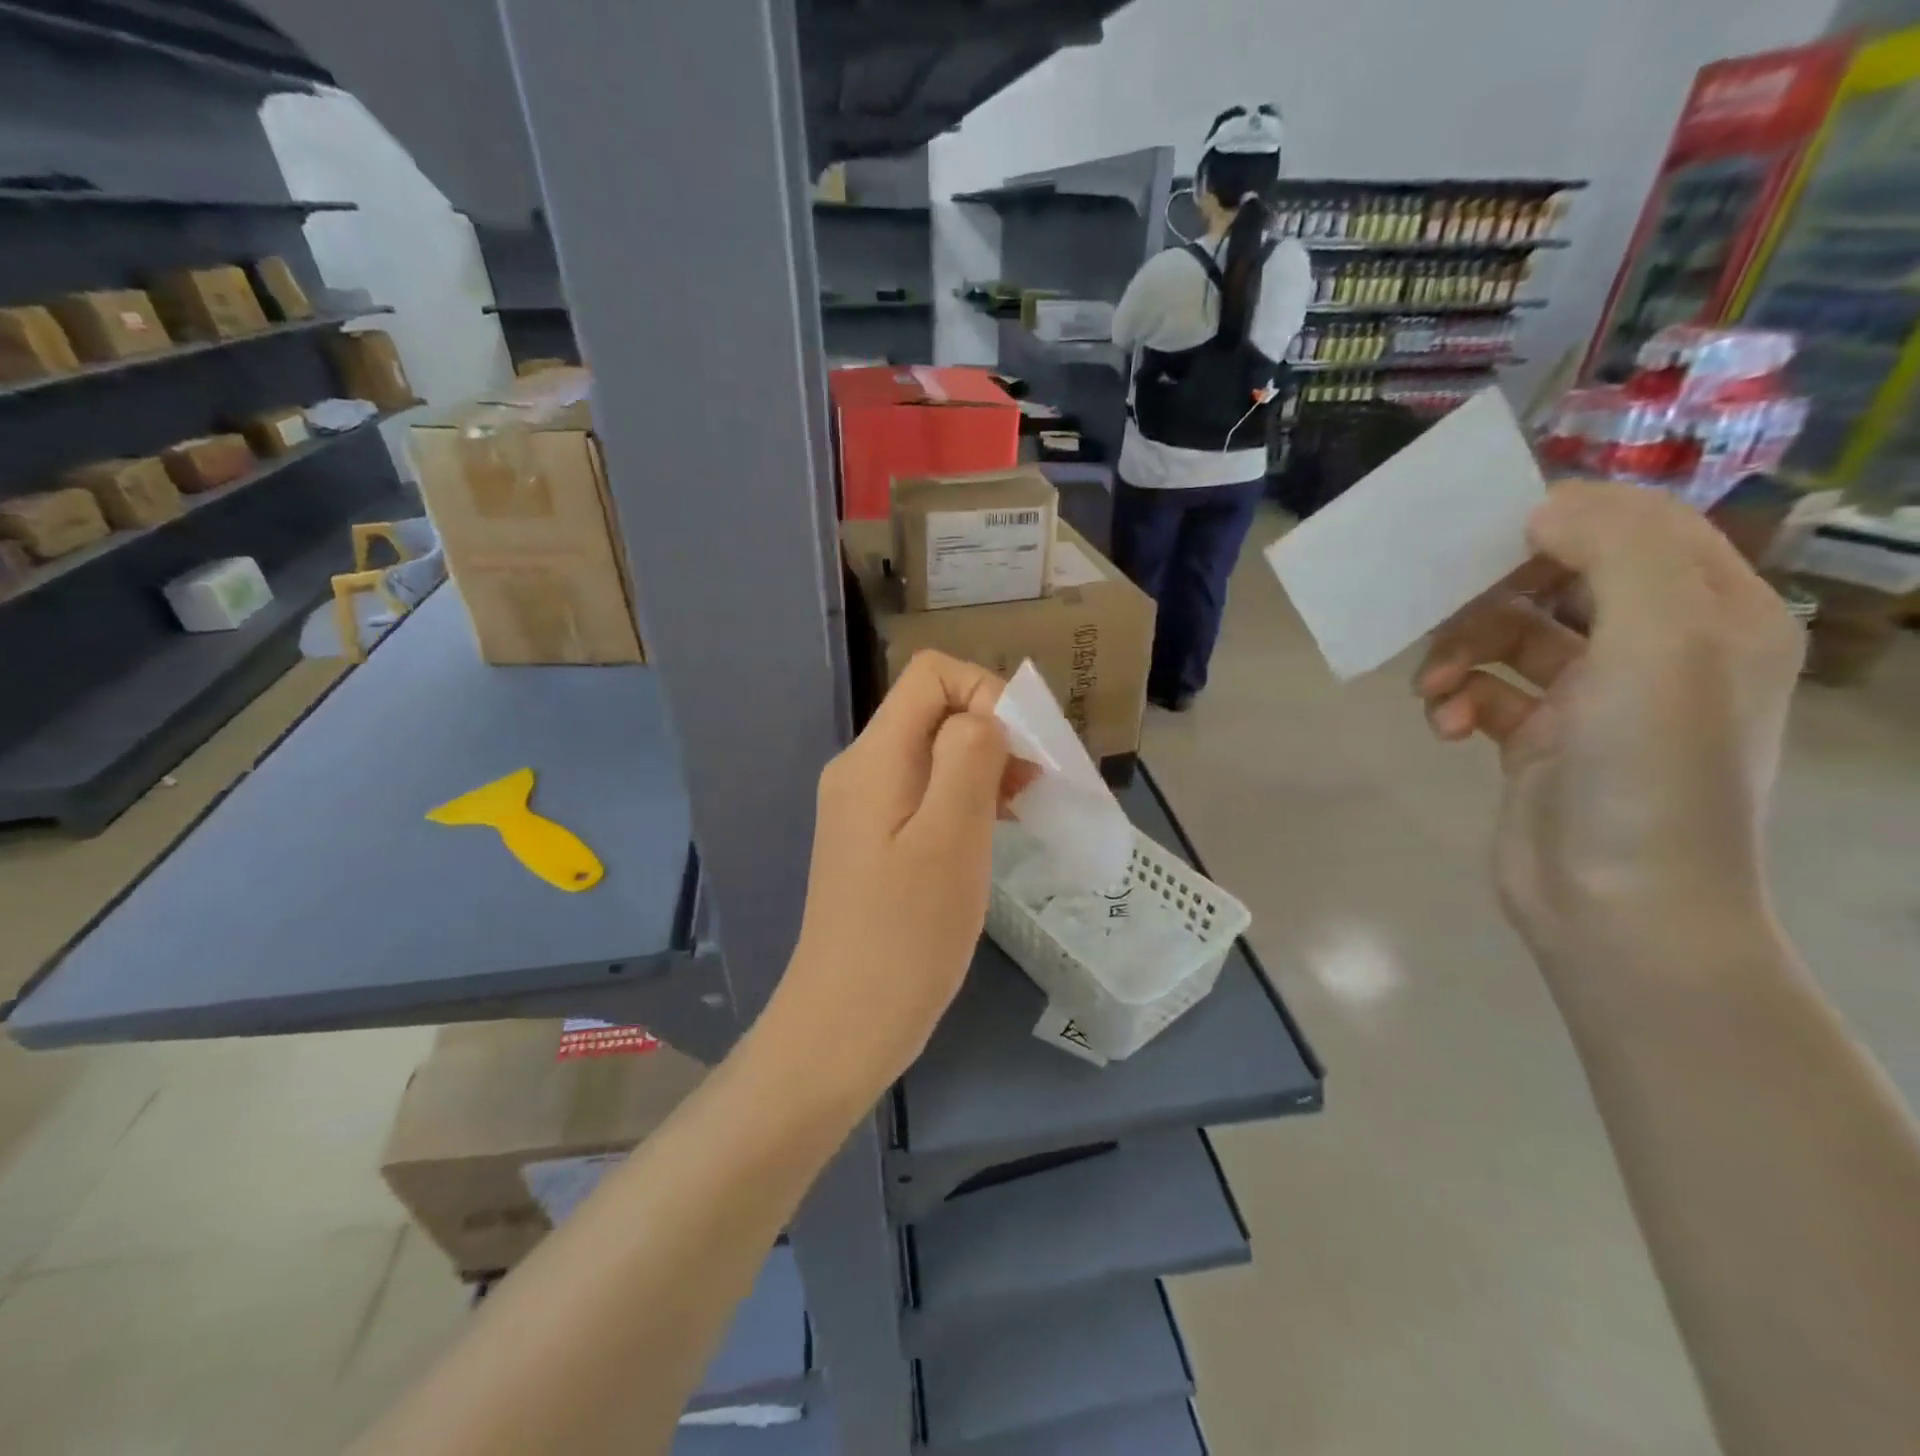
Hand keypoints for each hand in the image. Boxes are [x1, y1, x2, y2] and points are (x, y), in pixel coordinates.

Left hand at [777, 651, 1018, 1095]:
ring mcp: (864, 806)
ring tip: (1023, 811)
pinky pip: (926, 792)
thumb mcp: (951, 838)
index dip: (986, 693)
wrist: (845, 1024)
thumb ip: (968, 758)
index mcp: (874, 758)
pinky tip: (993, 832)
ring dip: (985, 768)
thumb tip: (984, 716)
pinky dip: (967, 797)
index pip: (931, 674)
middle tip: (1035, 786)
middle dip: (993, 733)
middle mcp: (862, 769)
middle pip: (934, 711)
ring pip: (934, 753)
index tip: (1024, 749)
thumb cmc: (905, 934)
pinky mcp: (875, 840)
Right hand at [1415, 483, 1803, 964]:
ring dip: (1459, 652)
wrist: (1618, 905)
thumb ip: (1616, 551)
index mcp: (1711, 614)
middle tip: (1441, 611)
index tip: (1488, 540)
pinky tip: (1443, 726)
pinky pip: (1486, 691)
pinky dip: (1457, 700)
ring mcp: (1593, 697)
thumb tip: (1546, 508)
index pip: (1637, 527)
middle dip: (1492, 596)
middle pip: (1559, 580)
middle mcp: (1655, 648)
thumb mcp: (1660, 642)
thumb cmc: (1650, 770)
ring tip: (1433, 690)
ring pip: (1509, 637)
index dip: (1563, 520)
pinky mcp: (1537, 738)